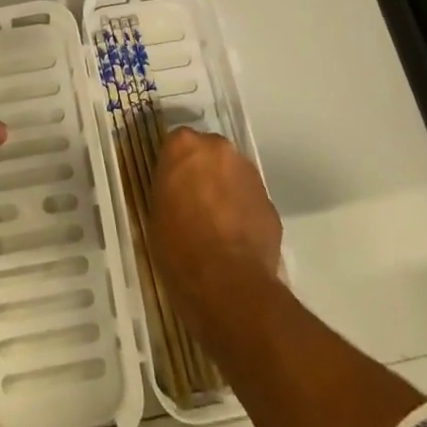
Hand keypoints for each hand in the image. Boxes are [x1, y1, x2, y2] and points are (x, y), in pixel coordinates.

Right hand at [149, 127, 282, 318]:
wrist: (228, 282)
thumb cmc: (179, 246)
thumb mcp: (156, 212)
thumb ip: (169, 188)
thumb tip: (179, 191)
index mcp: (183, 146)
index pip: (176, 144)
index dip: (174, 167)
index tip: (171, 187)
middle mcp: (218, 148)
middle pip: (208, 153)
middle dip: (203, 172)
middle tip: (194, 202)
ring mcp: (248, 173)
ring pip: (232, 174)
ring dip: (225, 190)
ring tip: (217, 225)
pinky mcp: (270, 200)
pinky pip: (250, 200)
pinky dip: (243, 212)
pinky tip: (235, 240)